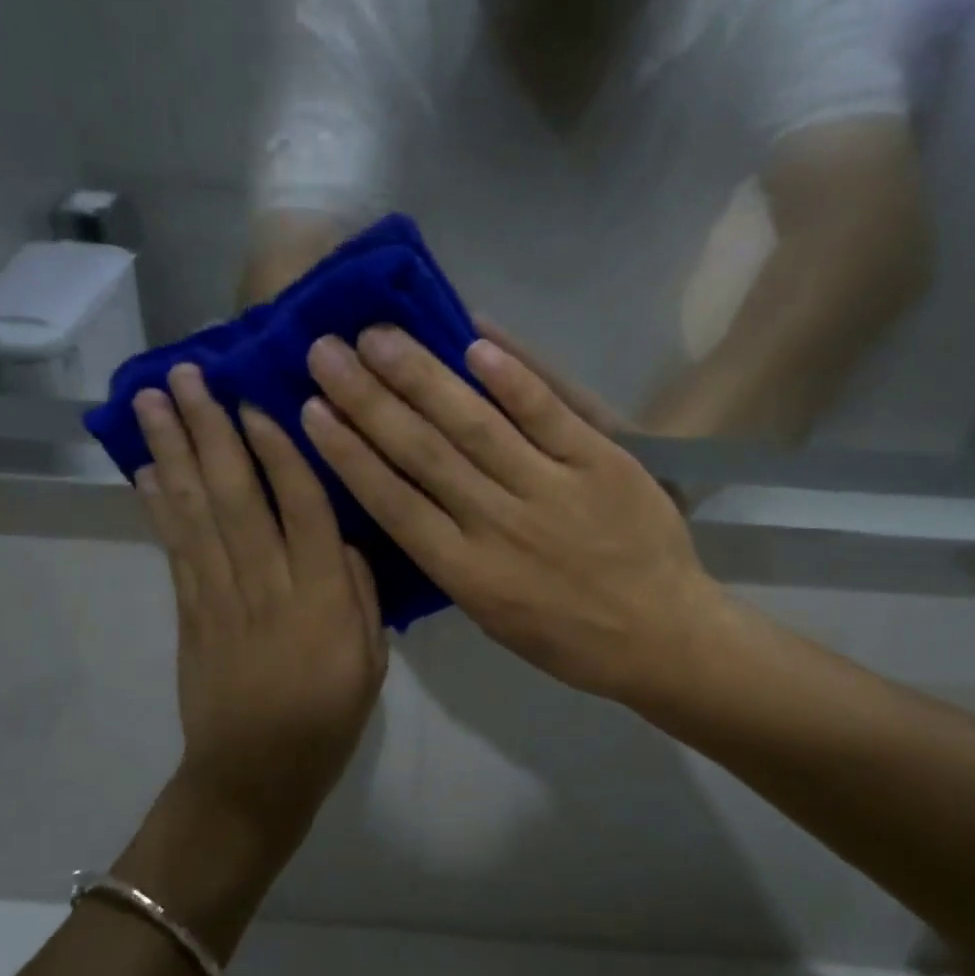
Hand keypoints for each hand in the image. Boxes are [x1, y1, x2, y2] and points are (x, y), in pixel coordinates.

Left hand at [134, 365, 386, 843]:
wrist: (253, 776)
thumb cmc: (327, 718)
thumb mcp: (372, 659)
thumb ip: (359, 591)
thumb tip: (341, 533)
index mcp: (321, 597)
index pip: (303, 506)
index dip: (280, 449)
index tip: (258, 397)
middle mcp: (266, 584)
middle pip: (237, 494)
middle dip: (210, 429)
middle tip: (187, 373)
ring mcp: (219, 595)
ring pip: (197, 511)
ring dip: (174, 451)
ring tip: (154, 400)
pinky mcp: (189, 612)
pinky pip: (174, 548)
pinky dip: (159, 504)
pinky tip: (147, 467)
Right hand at [300, 328, 732, 704]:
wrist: (663, 638)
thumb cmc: (570, 639)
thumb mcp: (494, 617)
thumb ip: (450, 559)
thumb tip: (408, 502)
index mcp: (467, 573)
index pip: (393, 503)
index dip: (349, 453)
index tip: (312, 409)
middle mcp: (499, 526)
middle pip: (422, 453)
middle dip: (368, 400)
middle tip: (327, 351)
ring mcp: (551, 490)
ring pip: (475, 426)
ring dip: (422, 377)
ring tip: (380, 336)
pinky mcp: (602, 464)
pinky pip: (550, 415)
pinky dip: (513, 378)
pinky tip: (475, 341)